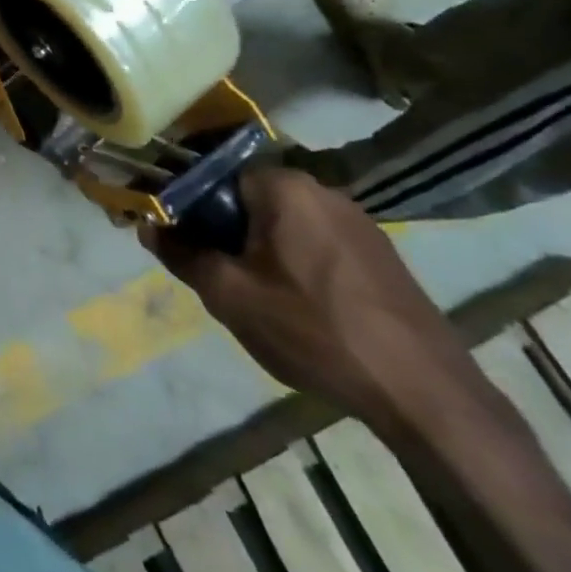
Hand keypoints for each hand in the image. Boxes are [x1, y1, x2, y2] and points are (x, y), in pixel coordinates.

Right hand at [144, 167, 485, 437]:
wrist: (422, 392)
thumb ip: (182, 254)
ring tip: (257, 300)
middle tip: (218, 280)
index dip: (187, 211)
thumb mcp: (230, 295)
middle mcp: (322, 190)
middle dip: (224, 235)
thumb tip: (148, 226)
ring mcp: (357, 221)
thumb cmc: (314, 330)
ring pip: (280, 225)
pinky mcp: (379, 253)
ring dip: (258, 252)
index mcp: (283, 187)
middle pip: (247, 201)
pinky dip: (293, 264)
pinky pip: (314, 243)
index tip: (180, 247)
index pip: (213, 179)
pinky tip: (299, 308)